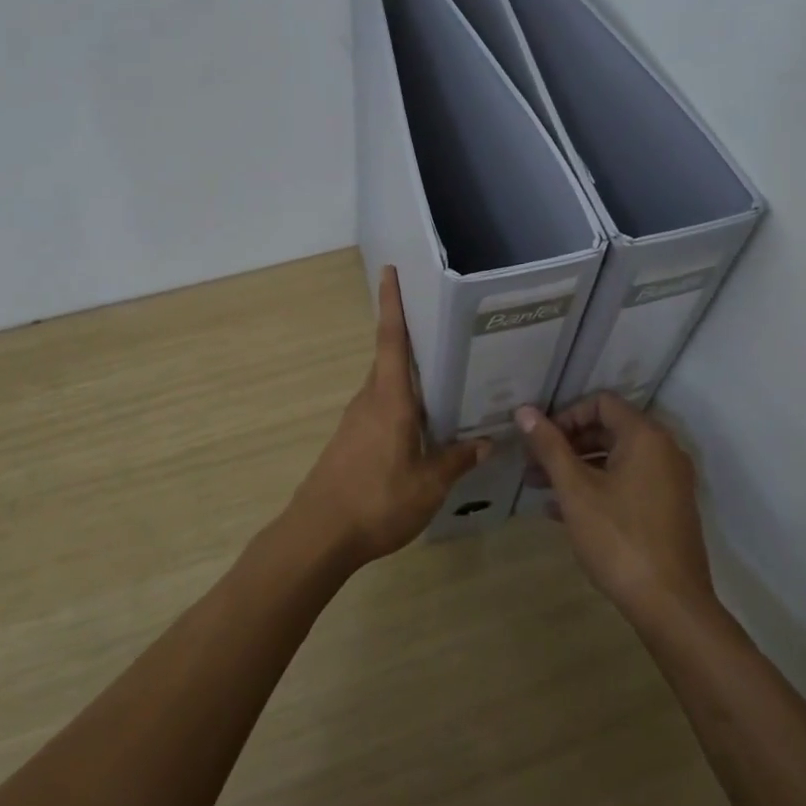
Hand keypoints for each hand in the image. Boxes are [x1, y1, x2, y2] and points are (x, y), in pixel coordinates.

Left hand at [287, 267, 488, 567]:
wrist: (319, 535)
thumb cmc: (377, 501)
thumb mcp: (429, 485)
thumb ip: (457, 459)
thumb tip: (486, 442)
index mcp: (389, 400)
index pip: (390, 340)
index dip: (391, 304)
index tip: (389, 271)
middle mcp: (369, 400)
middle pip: (388, 358)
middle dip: (409, 337)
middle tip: (443, 326)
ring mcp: (355, 421)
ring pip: (385, 385)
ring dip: (407, 375)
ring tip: (444, 376)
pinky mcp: (350, 441)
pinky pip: (380, 408)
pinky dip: (401, 403)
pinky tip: (422, 423)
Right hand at [514, 393, 714, 621]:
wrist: (671, 605)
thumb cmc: (619, 538)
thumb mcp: (576, 490)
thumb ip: (550, 446)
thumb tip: (524, 411)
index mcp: (645, 437)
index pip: (601, 403)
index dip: (566, 415)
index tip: (539, 440)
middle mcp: (664, 452)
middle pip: (608, 431)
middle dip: (567, 445)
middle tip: (532, 466)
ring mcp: (669, 483)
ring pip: (615, 461)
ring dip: (577, 469)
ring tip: (540, 490)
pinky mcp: (668, 510)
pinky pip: (628, 485)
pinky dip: (597, 489)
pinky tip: (563, 512)